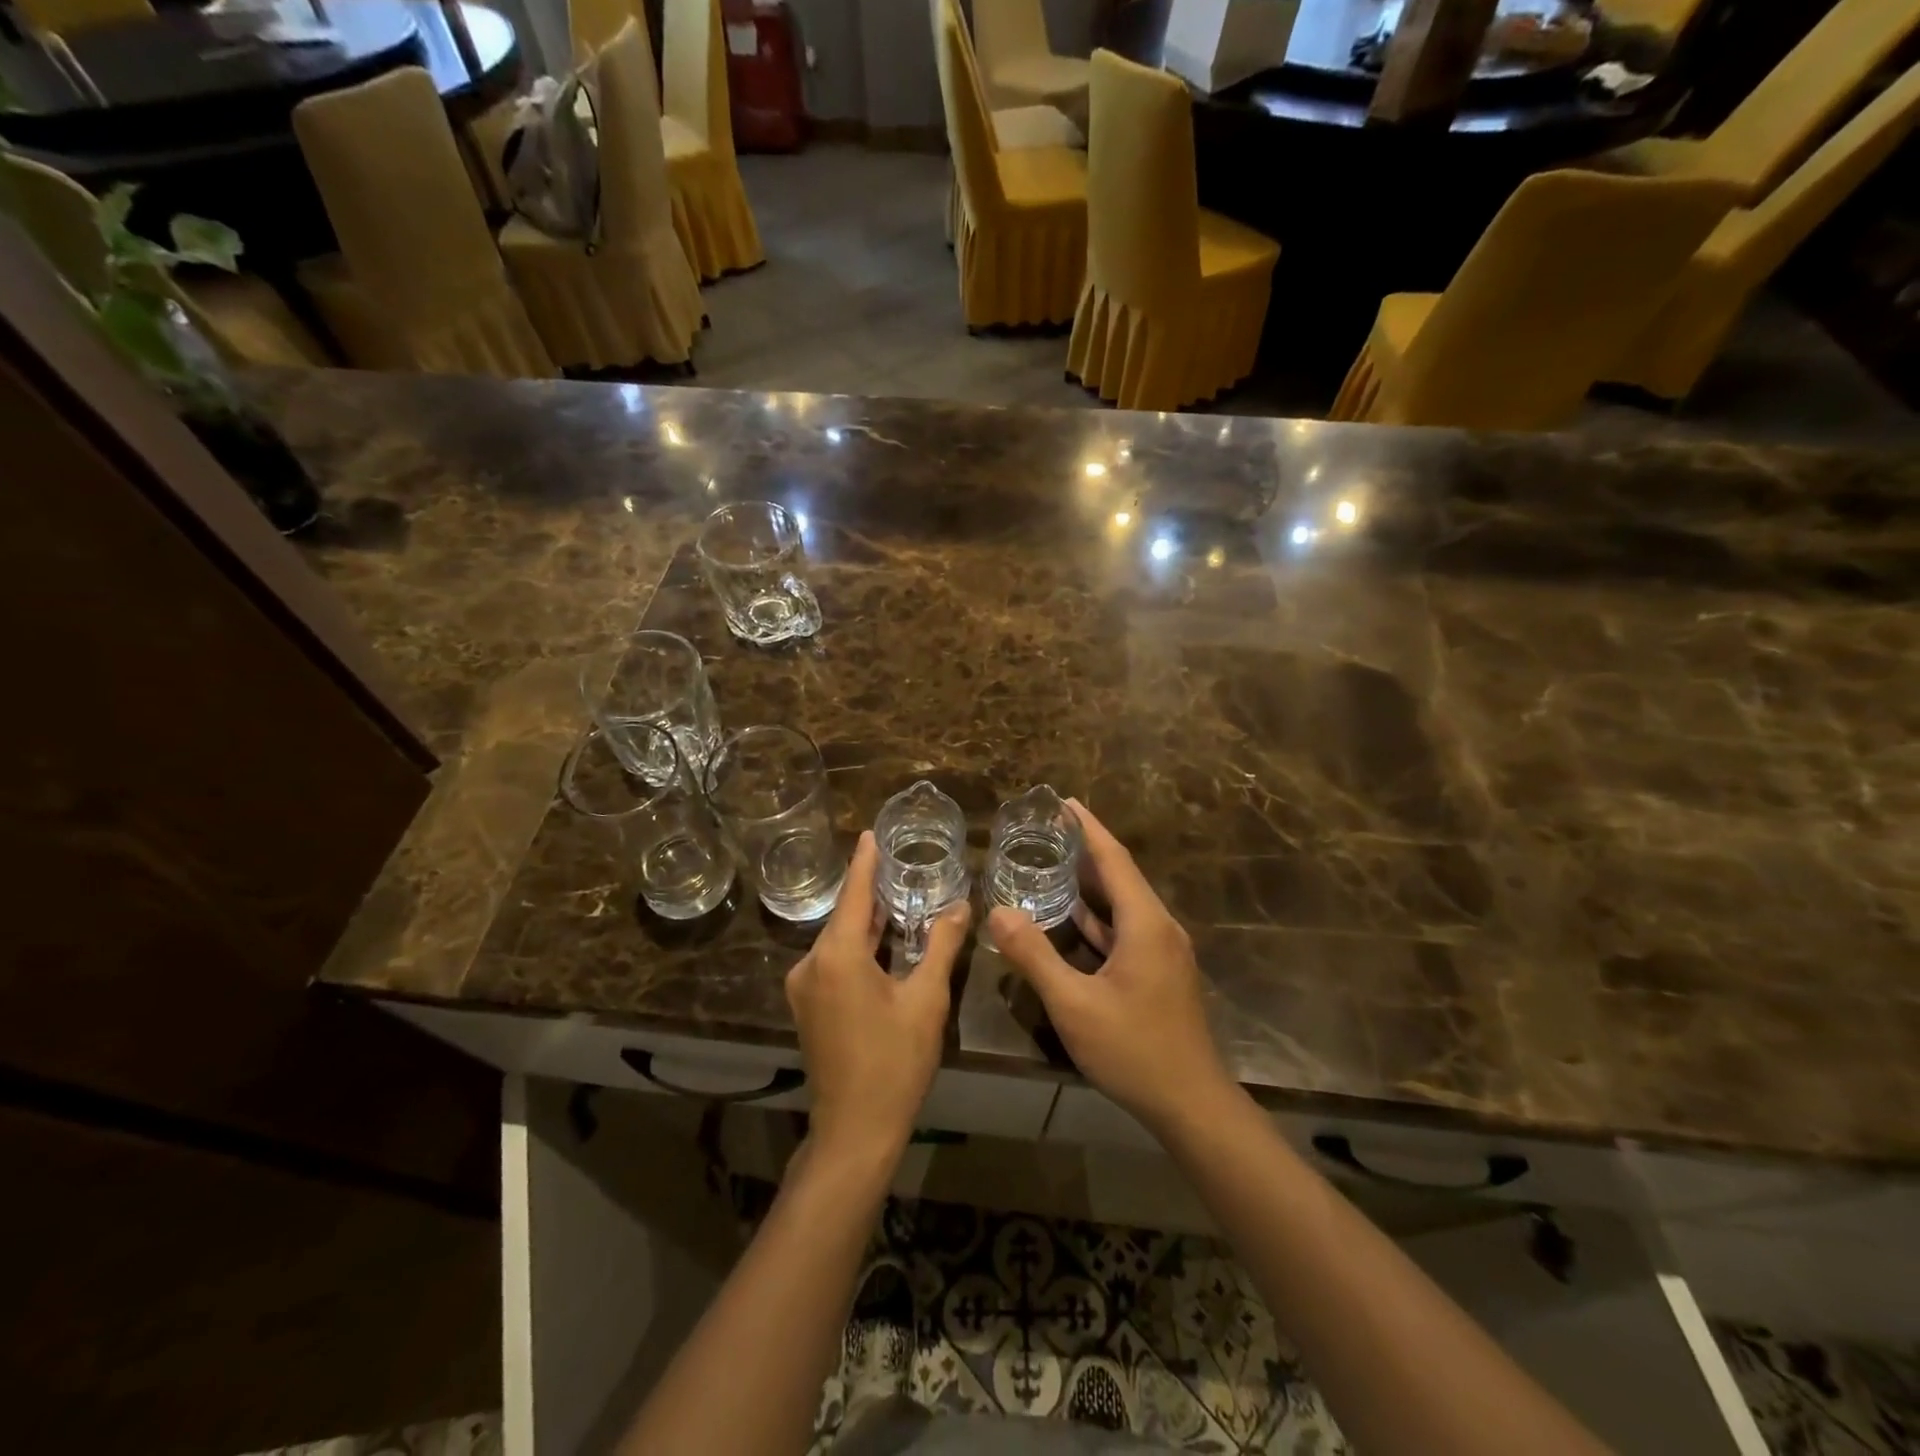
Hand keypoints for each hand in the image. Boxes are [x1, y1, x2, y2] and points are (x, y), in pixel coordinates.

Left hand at [786, 830, 970, 1165]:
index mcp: (837, 955)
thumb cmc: (895, 1062)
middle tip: (899, 864)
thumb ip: (942, 946)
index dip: (864, 862)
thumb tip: (961, 906)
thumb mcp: (926, 1000)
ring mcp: (805, 987)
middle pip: (845, 916)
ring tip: (896, 897)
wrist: (855, 1130)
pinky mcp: (807, 1006)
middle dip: (870, 891)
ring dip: (866, 922)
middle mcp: (811, 964)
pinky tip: (881, 941)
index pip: (853, 894)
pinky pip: (833, 961)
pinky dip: (857, 947)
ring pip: (839, 940)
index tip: (870, 833)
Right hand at [988, 801, 1234, 1138]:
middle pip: (1121, 875)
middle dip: (1086, 849)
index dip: (1088, 828)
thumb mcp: (1074, 1004)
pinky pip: (1127, 929)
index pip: (1114, 858)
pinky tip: (1074, 918)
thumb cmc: (1133, 1050)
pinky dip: (1100, 916)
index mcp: (1145, 923)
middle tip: (1047, 830)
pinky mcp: (1161, 972)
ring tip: (1054, 863)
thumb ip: (1034, 955)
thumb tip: (997, 911)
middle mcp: (1160, 927)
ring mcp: (1163, 951)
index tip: (1063, 801)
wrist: (1192, 1104)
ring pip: (1124, 904)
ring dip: (1092, 883)